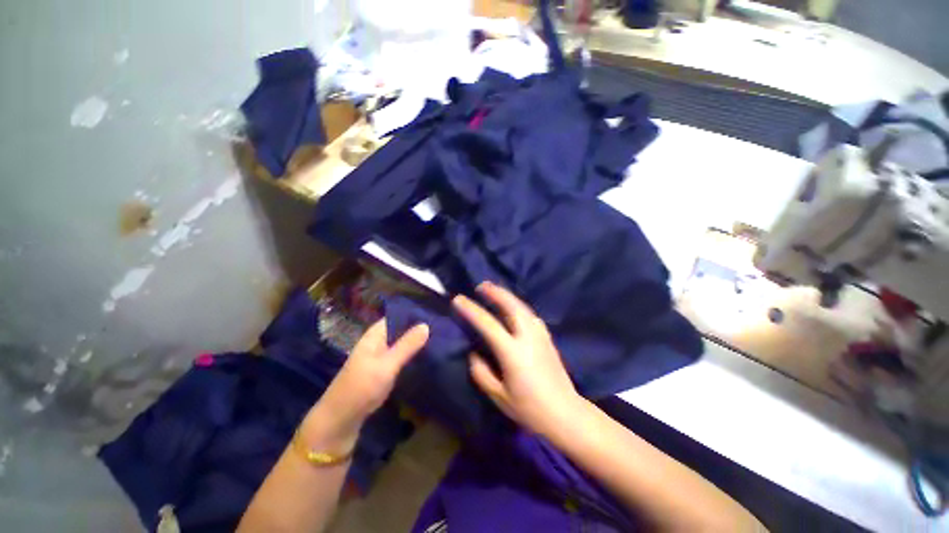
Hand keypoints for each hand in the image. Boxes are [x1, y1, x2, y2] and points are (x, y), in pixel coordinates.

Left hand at [301, 320, 427, 453]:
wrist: (339, 421)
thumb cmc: (362, 387)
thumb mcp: (387, 365)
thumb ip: (407, 345)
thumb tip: (426, 324)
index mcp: (375, 335)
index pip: (397, 316)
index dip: (414, 314)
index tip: (435, 315)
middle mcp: (377, 342)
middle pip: (400, 330)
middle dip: (418, 329)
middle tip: (442, 328)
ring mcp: (379, 357)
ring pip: (401, 344)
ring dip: (416, 343)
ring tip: (439, 340)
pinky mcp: (382, 370)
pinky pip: (400, 357)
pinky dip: (411, 355)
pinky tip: (426, 357)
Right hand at [453, 282, 583, 436]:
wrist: (565, 414)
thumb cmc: (530, 409)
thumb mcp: (499, 396)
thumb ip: (481, 373)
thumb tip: (473, 354)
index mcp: (512, 352)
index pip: (488, 324)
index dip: (472, 310)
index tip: (459, 300)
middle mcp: (527, 337)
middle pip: (511, 305)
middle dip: (495, 292)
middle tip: (481, 285)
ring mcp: (540, 335)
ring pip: (522, 307)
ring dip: (507, 296)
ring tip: (495, 292)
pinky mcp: (547, 338)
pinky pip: (530, 315)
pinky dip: (519, 306)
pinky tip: (514, 309)